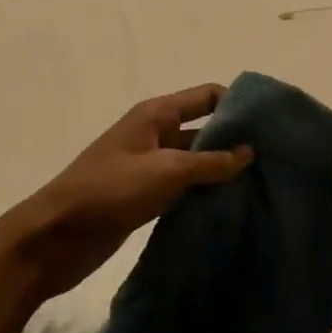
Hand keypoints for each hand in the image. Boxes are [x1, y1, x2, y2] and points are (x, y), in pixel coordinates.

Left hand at [0, 85, 251, 303]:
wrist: (55, 237)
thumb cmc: (109, 191)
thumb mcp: (164, 171)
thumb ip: (209, 161)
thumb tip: (248, 151)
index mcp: (156, 114)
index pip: (207, 95)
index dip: (238, 105)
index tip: (273, 124)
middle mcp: (155, 133)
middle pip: (204, 126)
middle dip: (235, 140)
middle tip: (275, 160)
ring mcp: (150, 165)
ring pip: (195, 159)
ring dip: (221, 169)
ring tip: (262, 185)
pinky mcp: (146, 195)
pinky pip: (183, 185)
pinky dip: (204, 191)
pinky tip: (230, 206)